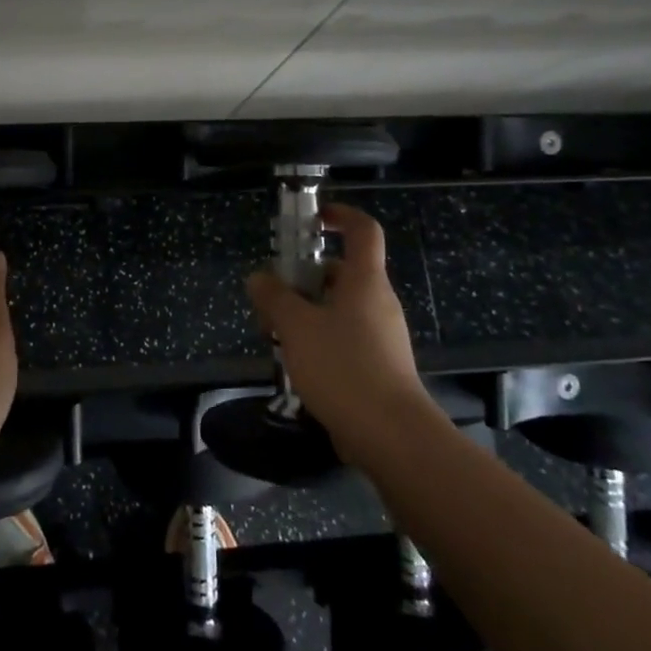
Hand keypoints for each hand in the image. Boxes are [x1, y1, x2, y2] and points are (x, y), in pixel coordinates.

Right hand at [245, 204, 426, 468]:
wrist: (391, 435)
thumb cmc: (343, 367)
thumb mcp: (296, 326)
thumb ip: (274, 297)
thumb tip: (259, 277)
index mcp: (365, 281)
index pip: (363, 230)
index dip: (340, 215)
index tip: (312, 218)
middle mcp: (378, 302)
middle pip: (342, 272)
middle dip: (305, 278)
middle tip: (273, 297)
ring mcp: (382, 335)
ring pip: (340, 308)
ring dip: (307, 313)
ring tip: (276, 336)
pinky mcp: (380, 365)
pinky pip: (346, 337)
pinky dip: (320, 340)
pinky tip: (297, 365)